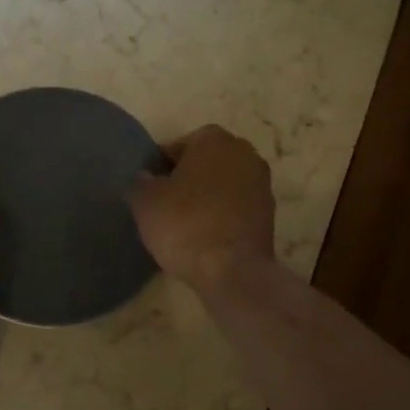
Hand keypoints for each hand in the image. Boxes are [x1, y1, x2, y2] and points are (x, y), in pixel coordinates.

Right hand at [131, 125, 275, 297]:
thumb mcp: (145, 201)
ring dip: (204, 199)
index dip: (158, 170)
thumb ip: (140, 182)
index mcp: (213, 139)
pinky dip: (219, 217)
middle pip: (202, 164)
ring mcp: (261, 184)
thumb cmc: (184, 224)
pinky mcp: (268, 214)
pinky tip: (203, 237)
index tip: (149, 192)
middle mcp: (243, 152)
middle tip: (163, 207)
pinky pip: (234, 208)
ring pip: (220, 186)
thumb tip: (146, 179)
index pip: (175, 148)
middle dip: (185, 181)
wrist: (232, 270)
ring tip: (182, 225)